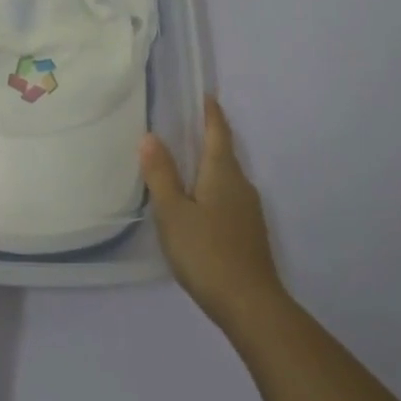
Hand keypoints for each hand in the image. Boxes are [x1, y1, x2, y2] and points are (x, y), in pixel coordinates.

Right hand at [140, 97, 286, 331]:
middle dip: (206, 138)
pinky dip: (211, 190)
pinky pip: (227, 198)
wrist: (250, 305)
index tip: (204, 95)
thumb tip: (150, 136)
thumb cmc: (207, 252)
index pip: (218, 132)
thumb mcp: (173, 212)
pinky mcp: (248, 233)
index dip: (210, 113)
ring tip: (181, 165)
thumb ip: (161, 174)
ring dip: (207, 166)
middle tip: (180, 128)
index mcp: (223, 172)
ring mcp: (249, 210)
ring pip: (225, 178)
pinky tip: (195, 205)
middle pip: (223, 153)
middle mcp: (241, 184)